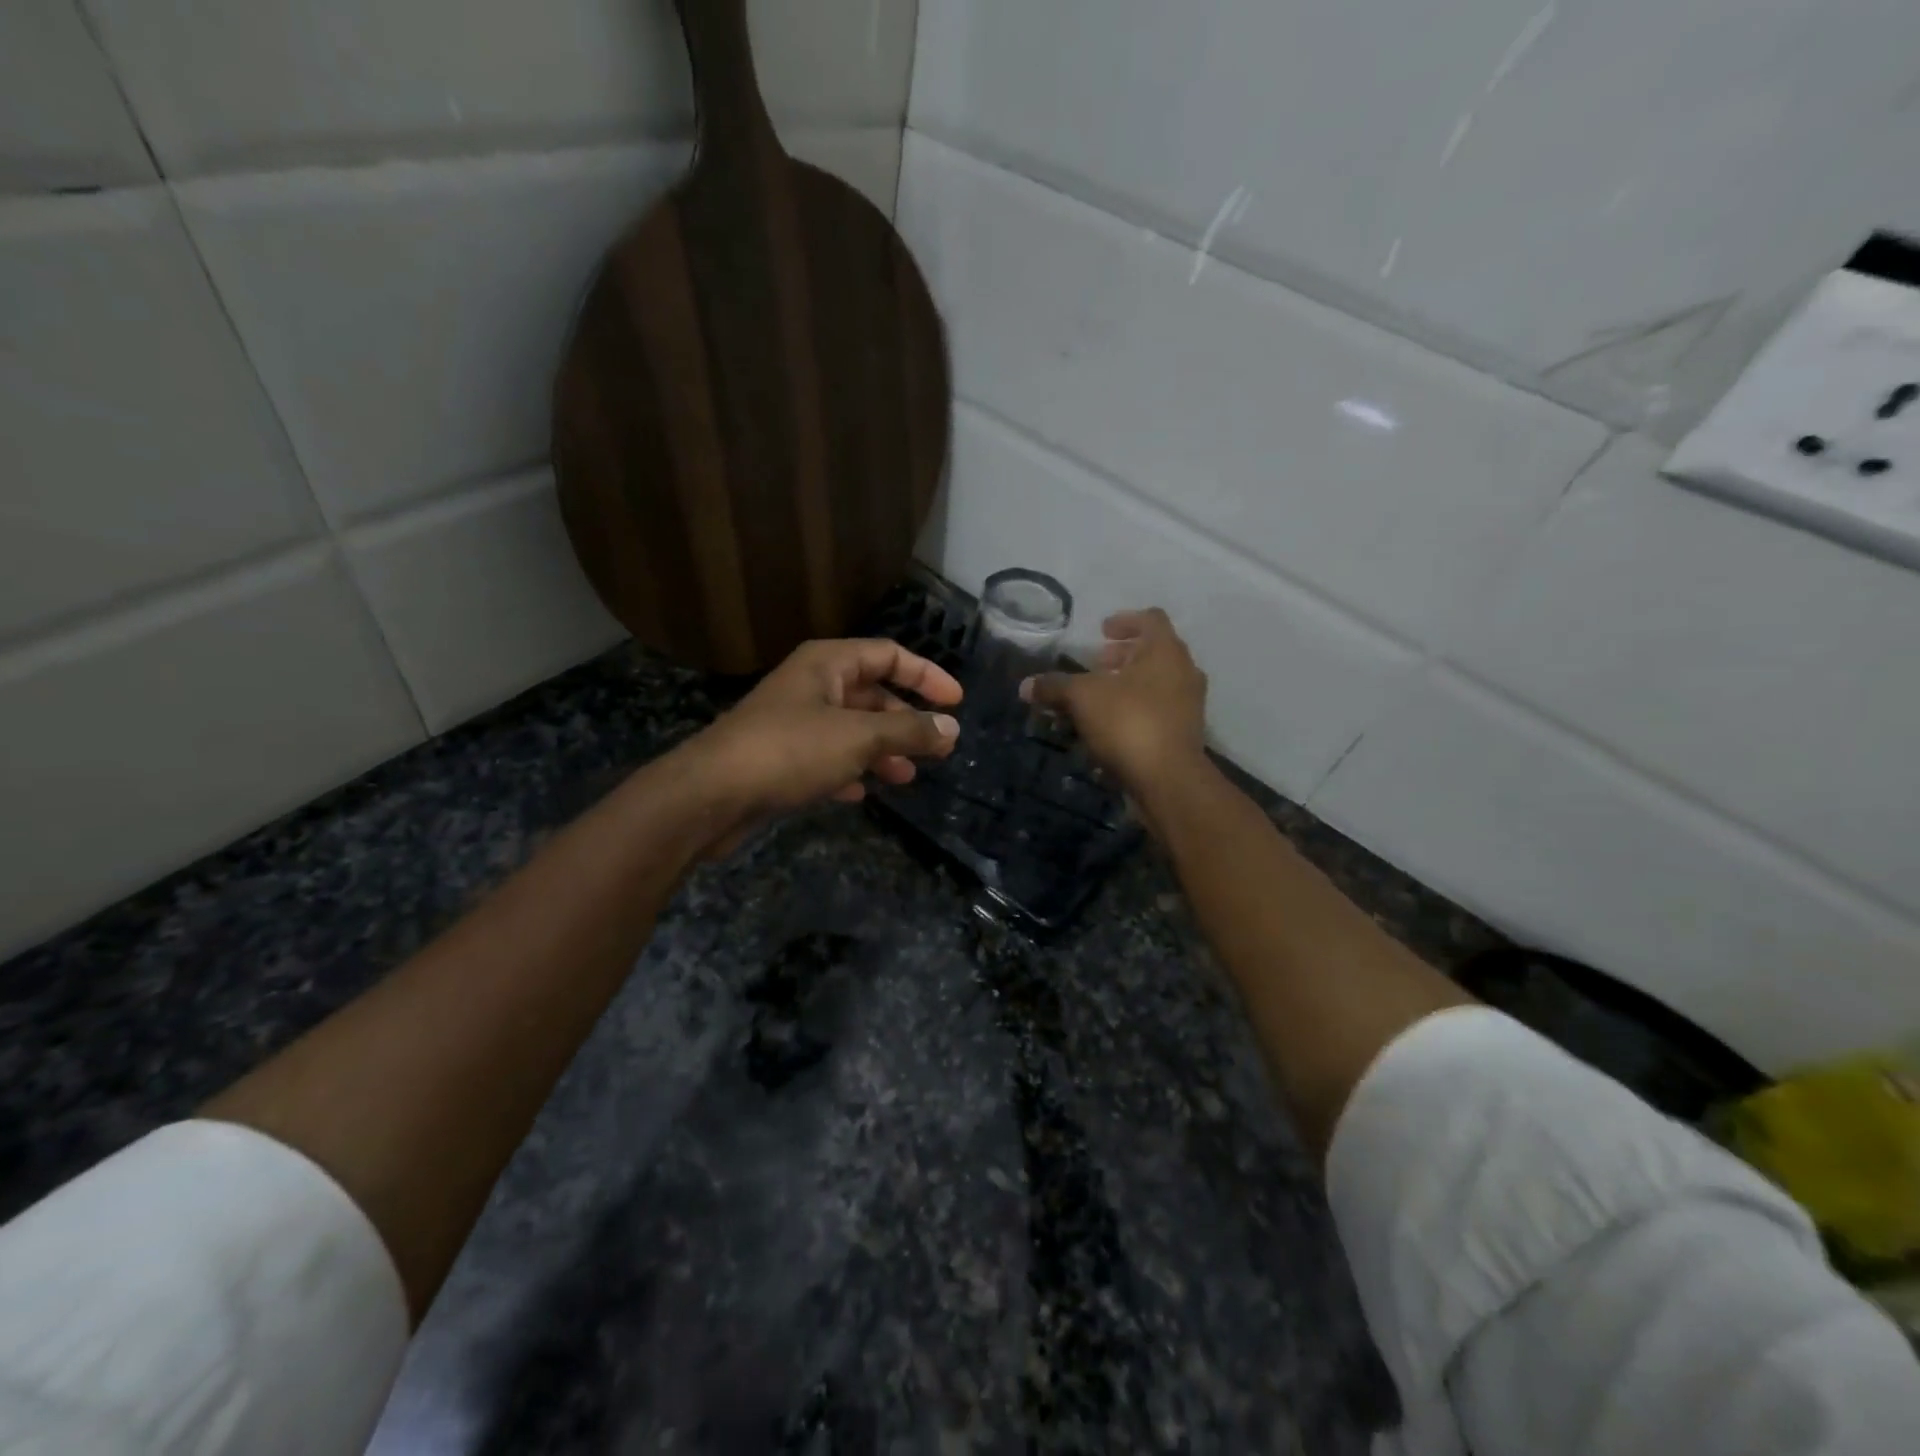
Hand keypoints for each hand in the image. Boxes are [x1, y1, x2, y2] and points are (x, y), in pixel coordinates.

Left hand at [681, 638, 962, 853]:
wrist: (711, 795)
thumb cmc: (789, 751)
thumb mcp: (858, 737)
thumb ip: (908, 732)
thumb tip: (951, 729)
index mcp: (827, 663)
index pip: (888, 654)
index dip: (926, 675)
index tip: (956, 702)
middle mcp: (811, 685)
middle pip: (871, 693)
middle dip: (904, 720)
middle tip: (936, 748)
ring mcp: (793, 722)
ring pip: (850, 729)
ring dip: (881, 750)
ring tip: (906, 777)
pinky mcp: (780, 758)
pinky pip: (827, 757)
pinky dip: (849, 770)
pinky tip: (861, 792)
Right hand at [1023, 608, 1208, 801]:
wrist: (1168, 779)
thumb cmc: (1128, 723)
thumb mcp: (1082, 698)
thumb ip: (1054, 686)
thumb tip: (1025, 685)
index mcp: (1165, 651)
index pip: (1150, 619)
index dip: (1124, 620)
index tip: (1102, 631)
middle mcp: (1184, 672)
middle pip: (1154, 652)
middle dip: (1123, 655)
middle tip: (1097, 663)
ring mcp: (1188, 704)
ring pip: (1156, 683)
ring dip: (1128, 684)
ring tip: (1099, 696)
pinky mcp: (1184, 733)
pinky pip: (1158, 709)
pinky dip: (1135, 708)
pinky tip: (1109, 725)